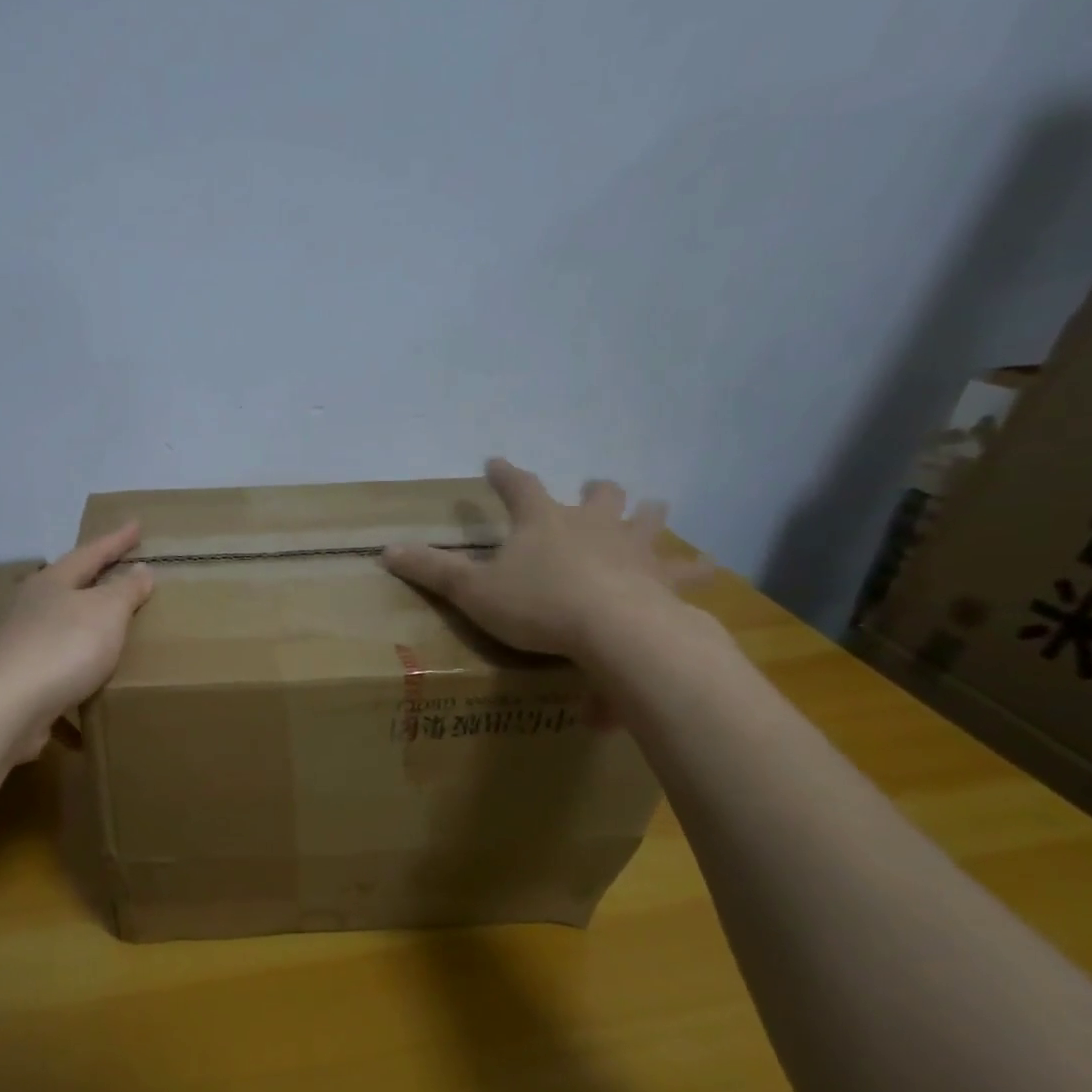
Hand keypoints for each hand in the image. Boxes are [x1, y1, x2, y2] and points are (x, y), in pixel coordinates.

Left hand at [0, 523, 154, 758]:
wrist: (7, 707)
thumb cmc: (63, 646)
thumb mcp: (106, 611)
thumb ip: (125, 590)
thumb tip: (140, 569)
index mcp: (52, 582)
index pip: (90, 552)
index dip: (116, 540)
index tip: (136, 524)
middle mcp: (32, 606)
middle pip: (69, 584)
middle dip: (95, 577)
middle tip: (121, 569)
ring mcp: (22, 642)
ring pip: (62, 622)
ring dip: (85, 620)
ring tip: (110, 622)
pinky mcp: (21, 678)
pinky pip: (59, 660)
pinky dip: (79, 660)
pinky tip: (91, 674)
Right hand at [383, 459, 710, 661]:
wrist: (614, 629)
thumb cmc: (537, 604)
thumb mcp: (473, 590)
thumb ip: (432, 570)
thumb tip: (385, 551)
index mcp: (543, 521)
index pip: (519, 485)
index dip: (505, 474)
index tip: (495, 462)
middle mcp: (591, 524)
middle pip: (598, 495)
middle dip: (595, 491)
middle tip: (595, 489)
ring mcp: (632, 548)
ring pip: (646, 520)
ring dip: (647, 514)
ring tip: (652, 508)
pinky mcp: (662, 578)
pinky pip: (684, 570)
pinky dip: (692, 570)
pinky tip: (706, 570)